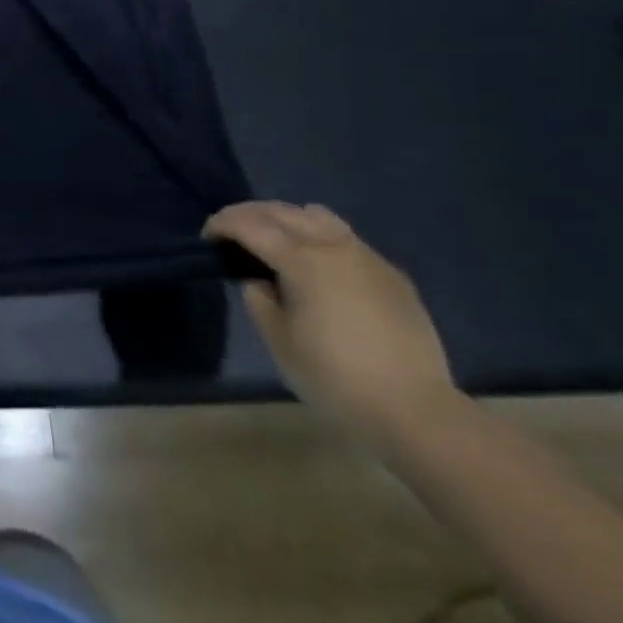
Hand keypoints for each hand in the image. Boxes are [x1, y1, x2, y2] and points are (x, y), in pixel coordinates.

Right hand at [205, 201, 456, 435]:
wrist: (416, 412)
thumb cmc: (334, 377)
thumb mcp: (278, 340)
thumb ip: (259, 298)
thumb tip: (258, 279)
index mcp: (301, 259)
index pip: (249, 225)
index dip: (222, 224)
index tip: (207, 237)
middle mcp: (333, 246)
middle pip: (282, 211)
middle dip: (249, 214)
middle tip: (231, 232)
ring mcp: (367, 257)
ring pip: (318, 216)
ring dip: (287, 219)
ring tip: (274, 239)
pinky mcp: (392, 275)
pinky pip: (347, 239)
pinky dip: (320, 238)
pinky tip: (318, 265)